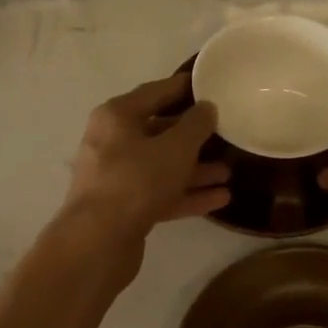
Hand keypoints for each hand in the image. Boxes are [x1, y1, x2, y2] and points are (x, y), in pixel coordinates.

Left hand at [60, 73, 229, 245]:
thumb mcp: (175, 148)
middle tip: (226, 133)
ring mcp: (117, 177)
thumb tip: (207, 108)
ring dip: (195, 169)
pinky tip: (220, 198)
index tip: (210, 86)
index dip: (184, 88)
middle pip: (159, 131)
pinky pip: (161, 193)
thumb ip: (195, 125)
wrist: (98, 241)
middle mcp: (112, 142)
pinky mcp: (124, 208)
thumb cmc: (137, 180)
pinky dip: (187, 194)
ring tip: (229, 171)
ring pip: (162, 166)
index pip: (155, 92)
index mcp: (117, 116)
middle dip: (193, 135)